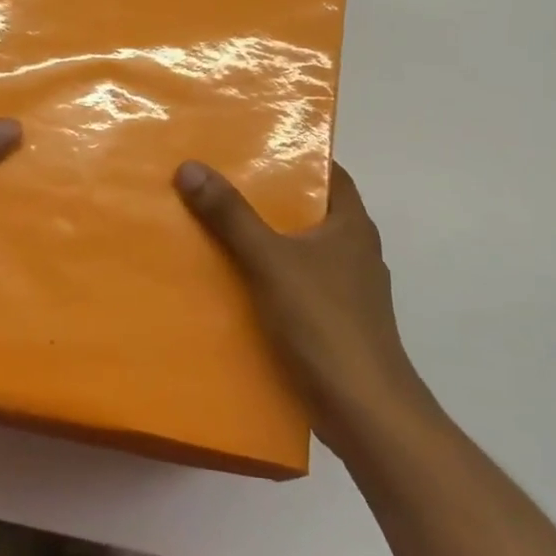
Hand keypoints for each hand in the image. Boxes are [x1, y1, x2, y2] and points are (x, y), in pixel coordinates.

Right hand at [175, 159, 426, 450]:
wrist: (364, 411)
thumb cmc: (325, 322)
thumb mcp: (270, 261)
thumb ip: (231, 216)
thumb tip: (191, 167)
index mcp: (352, 226)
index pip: (328, 173)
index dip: (295, 155)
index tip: (252, 144)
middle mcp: (353, 252)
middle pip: (307, 211)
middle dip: (266, 198)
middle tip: (217, 182)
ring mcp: (345, 291)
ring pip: (298, 251)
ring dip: (262, 241)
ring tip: (212, 226)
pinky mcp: (332, 323)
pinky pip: (293, 286)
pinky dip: (265, 278)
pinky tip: (230, 281)